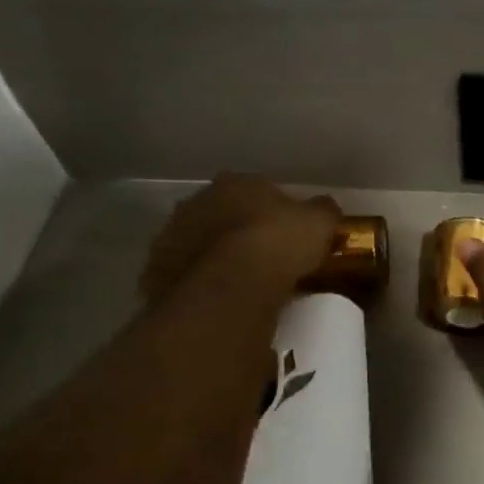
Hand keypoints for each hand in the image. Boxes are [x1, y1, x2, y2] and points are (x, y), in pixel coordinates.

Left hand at [141, 174, 340, 305]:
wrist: (231, 285)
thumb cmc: (279, 243)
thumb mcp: (320, 223)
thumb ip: (323, 212)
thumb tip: (325, 209)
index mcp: (236, 183)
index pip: (259, 190)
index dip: (275, 212)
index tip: (289, 234)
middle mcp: (198, 201)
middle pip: (224, 214)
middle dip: (240, 231)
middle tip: (263, 260)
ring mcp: (173, 235)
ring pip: (200, 243)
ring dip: (215, 256)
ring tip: (240, 284)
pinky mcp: (157, 270)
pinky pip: (184, 275)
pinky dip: (198, 284)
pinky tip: (217, 301)